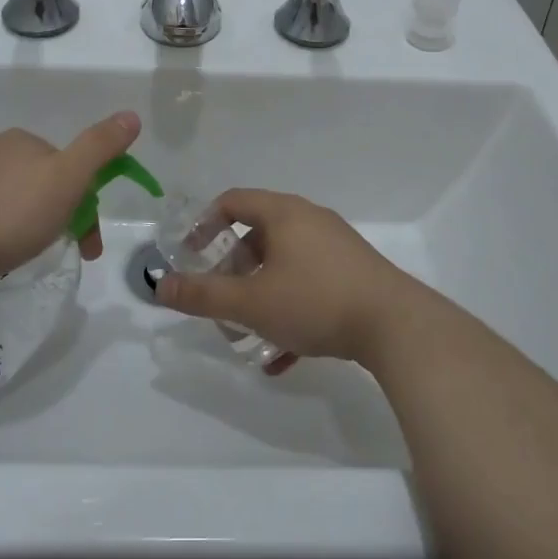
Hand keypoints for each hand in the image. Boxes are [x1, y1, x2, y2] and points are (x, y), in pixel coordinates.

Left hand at [0, 111, 139, 292]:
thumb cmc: (11, 216)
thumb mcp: (68, 180)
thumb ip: (99, 146)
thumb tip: (131, 114)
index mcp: (20, 141)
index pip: (63, 166)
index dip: (82, 202)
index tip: (87, 242)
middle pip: (31, 180)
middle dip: (49, 212)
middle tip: (53, 251)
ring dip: (12, 219)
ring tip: (13, 257)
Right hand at [152, 189, 420, 364]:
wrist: (397, 327)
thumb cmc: (315, 301)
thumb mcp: (251, 303)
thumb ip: (203, 295)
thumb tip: (160, 287)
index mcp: (283, 213)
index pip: (232, 201)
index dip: (204, 224)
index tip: (189, 254)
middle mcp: (310, 220)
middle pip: (258, 234)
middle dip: (233, 268)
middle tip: (219, 297)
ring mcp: (335, 246)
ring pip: (284, 263)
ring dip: (260, 293)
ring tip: (247, 330)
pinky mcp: (354, 274)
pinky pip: (310, 284)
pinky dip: (290, 310)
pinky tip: (283, 356)